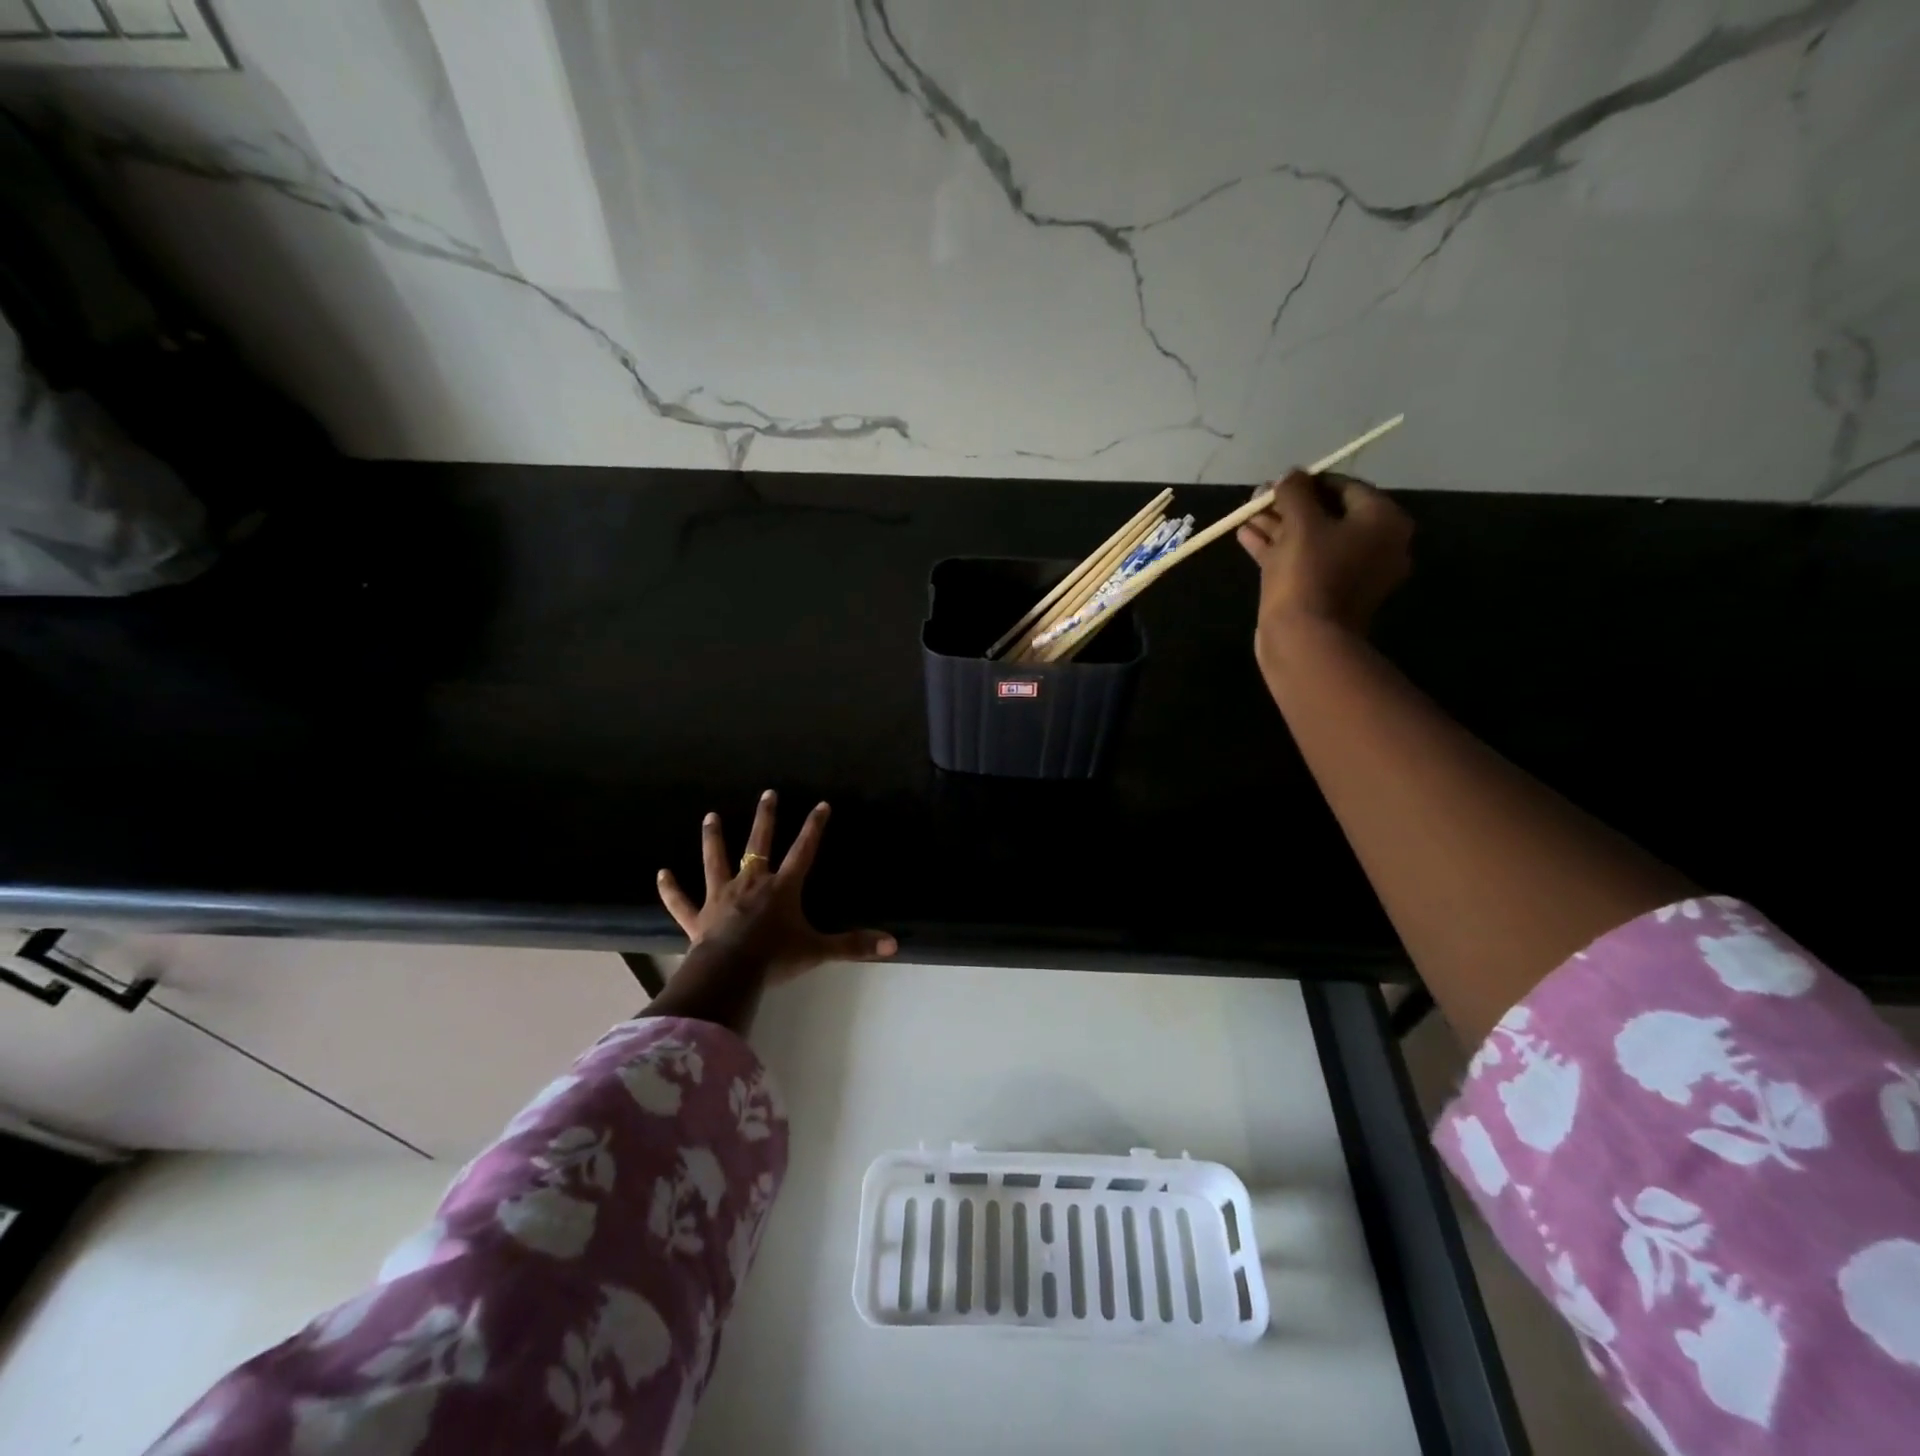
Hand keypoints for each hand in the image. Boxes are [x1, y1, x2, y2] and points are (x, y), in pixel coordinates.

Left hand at [656, 790, 896, 987]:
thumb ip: (853, 945)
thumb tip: (893, 944)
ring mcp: (721, 897)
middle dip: (765, 818)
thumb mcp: (818, 950)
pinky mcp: (697, 917)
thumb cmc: (775, 958)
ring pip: (716, 861)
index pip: (803, 850)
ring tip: (711, 816)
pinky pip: (681, 901)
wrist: (729, 973)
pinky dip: (670, 889)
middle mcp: (751, 884)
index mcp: (781, 888)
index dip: (814, 827)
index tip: (820, 804)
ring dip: (713, 839)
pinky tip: (661, 874)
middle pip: (758, 844)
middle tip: (768, 793)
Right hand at [1236, 469, 1412, 661]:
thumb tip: (1290, 475)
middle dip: (1289, 505)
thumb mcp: (1300, 522)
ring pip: (1311, 540)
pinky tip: (1247, 536)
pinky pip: (1303, 561)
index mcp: (1383, 522)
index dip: (1309, 481)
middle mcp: (1376, 545)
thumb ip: (1294, 492)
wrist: (1304, 639)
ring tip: (1245, 515)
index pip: (1346, 487)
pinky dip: (1278, 549)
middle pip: (1328, 514)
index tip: (1279, 482)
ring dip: (1278, 526)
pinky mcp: (1326, 593)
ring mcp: (1351, 573)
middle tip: (1258, 498)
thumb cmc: (1309, 573)